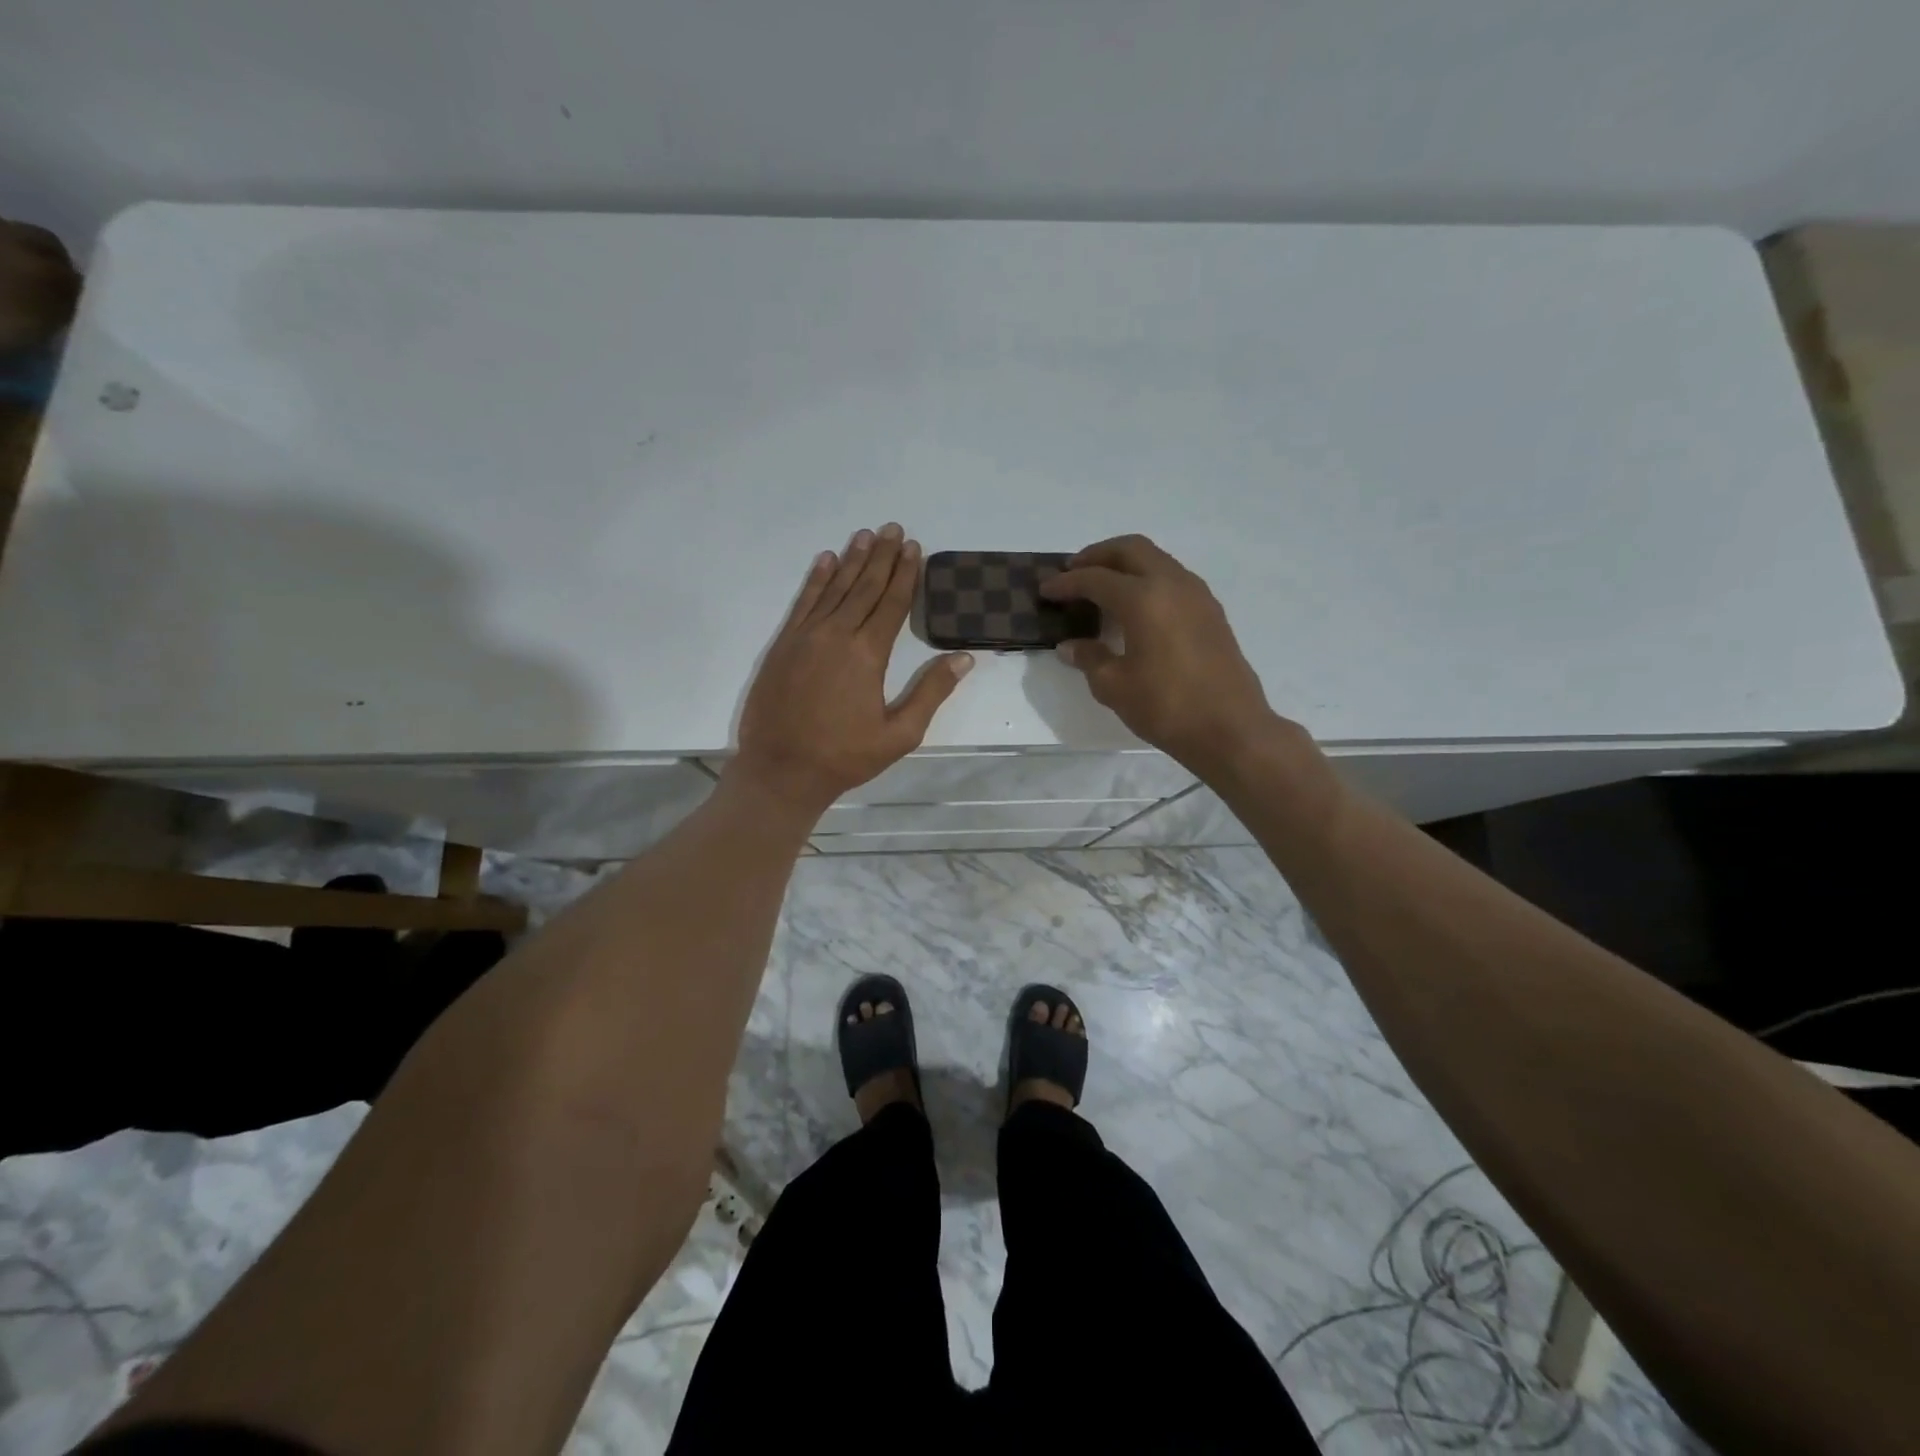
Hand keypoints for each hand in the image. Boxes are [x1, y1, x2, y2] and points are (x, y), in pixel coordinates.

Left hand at [731, 523, 973, 815]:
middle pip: (864, 587)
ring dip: (852, 560)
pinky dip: (815, 580)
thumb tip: (963, 658)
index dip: (906, 574)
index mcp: (868, 655)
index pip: (892, 604)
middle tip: (894, 528)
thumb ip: (931, 693)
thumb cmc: (845, 756)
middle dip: (882, 557)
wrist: (781, 770)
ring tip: (866, 535)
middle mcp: (837, 635)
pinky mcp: (783, 645)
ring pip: (834, 588)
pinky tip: (825, 561)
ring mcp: (805, 637)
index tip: (914, 547)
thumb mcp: (899, 734)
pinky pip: (803, 603)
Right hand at [1041, 534, 1278, 774]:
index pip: (1095, 579)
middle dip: (1097, 556)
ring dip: (1125, 565)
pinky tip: (1136, 606)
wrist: (1230, 728)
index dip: (1066, 583)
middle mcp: (1171, 584)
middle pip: (1130, 550)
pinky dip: (1147, 579)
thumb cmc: (1166, 707)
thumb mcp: (1114, 686)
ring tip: (1103, 586)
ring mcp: (1196, 595)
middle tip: (1073, 571)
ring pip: (1155, 559)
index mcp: (1143, 598)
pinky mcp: (1210, 611)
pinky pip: (1172, 578)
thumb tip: (1071, 646)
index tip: (1046, 590)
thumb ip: (1089, 658)